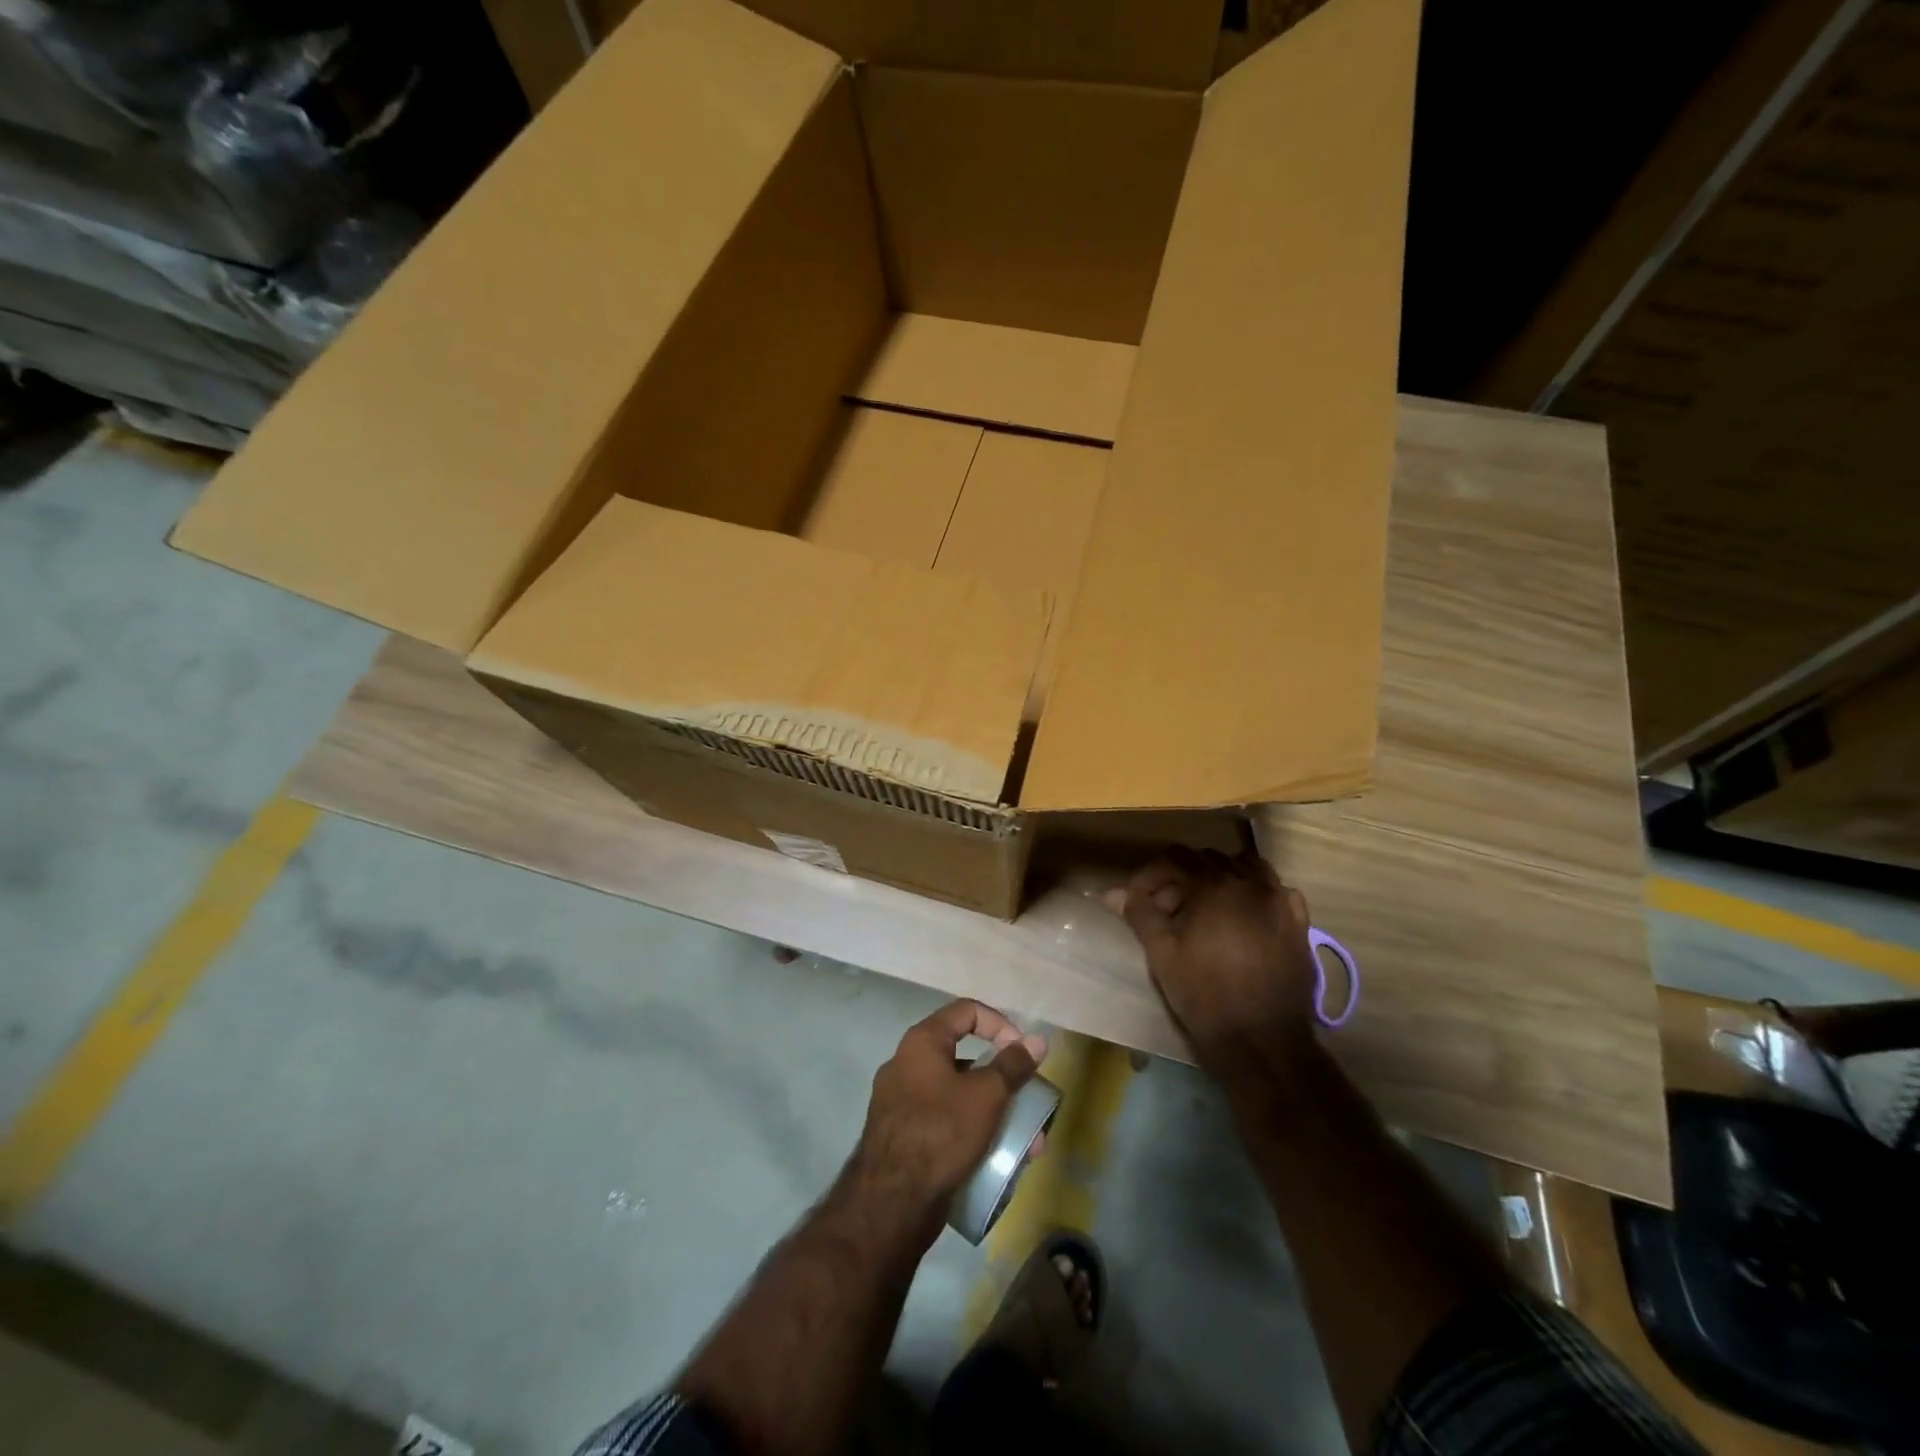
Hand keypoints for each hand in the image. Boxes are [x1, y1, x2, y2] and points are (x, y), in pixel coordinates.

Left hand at [847, 1000, 1046, 1223]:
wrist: (891, 1203)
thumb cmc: (941, 1132)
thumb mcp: (986, 1095)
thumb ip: (1013, 1065)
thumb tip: (1038, 1040)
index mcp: (922, 1041)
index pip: (968, 1011)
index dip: (1001, 1025)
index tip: (1023, 1054)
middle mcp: (907, 1063)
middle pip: (965, 1056)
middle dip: (1003, 1080)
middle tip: (1028, 1102)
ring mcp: (901, 1101)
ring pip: (958, 1094)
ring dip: (993, 1111)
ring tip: (1024, 1145)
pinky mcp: (902, 1135)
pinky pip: (944, 1120)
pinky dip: (972, 1130)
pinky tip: (996, 1159)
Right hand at [1113, 850, 1317, 1071]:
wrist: (1261, 1040)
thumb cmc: (1205, 994)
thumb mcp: (1162, 953)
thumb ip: (1140, 914)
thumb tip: (1114, 893)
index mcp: (1214, 886)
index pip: (1176, 859)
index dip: (1151, 875)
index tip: (1137, 898)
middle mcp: (1251, 883)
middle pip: (1210, 860)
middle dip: (1183, 878)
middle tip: (1166, 909)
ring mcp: (1280, 901)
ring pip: (1246, 868)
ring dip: (1221, 878)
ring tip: (1205, 908)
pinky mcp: (1298, 924)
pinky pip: (1277, 891)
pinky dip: (1257, 893)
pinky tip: (1245, 916)